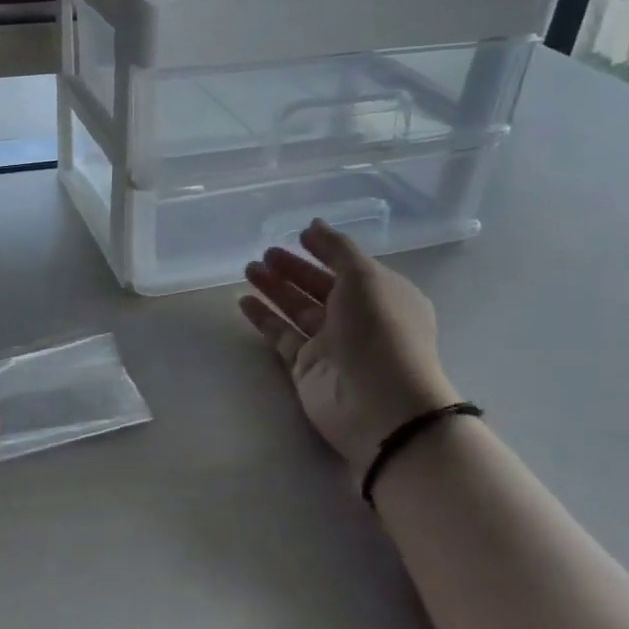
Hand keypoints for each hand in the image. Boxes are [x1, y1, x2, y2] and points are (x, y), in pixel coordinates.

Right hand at [240, 221, 457, 480]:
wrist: (379, 403)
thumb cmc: (380, 330)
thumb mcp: (365, 277)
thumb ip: (337, 249)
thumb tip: (314, 225)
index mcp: (384, 295)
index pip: (349, 267)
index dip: (325, 251)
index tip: (298, 235)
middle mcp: (360, 319)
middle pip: (320, 287)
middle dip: (293, 269)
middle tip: (265, 253)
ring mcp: (332, 345)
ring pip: (298, 310)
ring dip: (275, 288)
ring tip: (249, 269)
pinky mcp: (307, 367)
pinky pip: (282, 336)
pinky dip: (265, 318)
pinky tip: (244, 300)